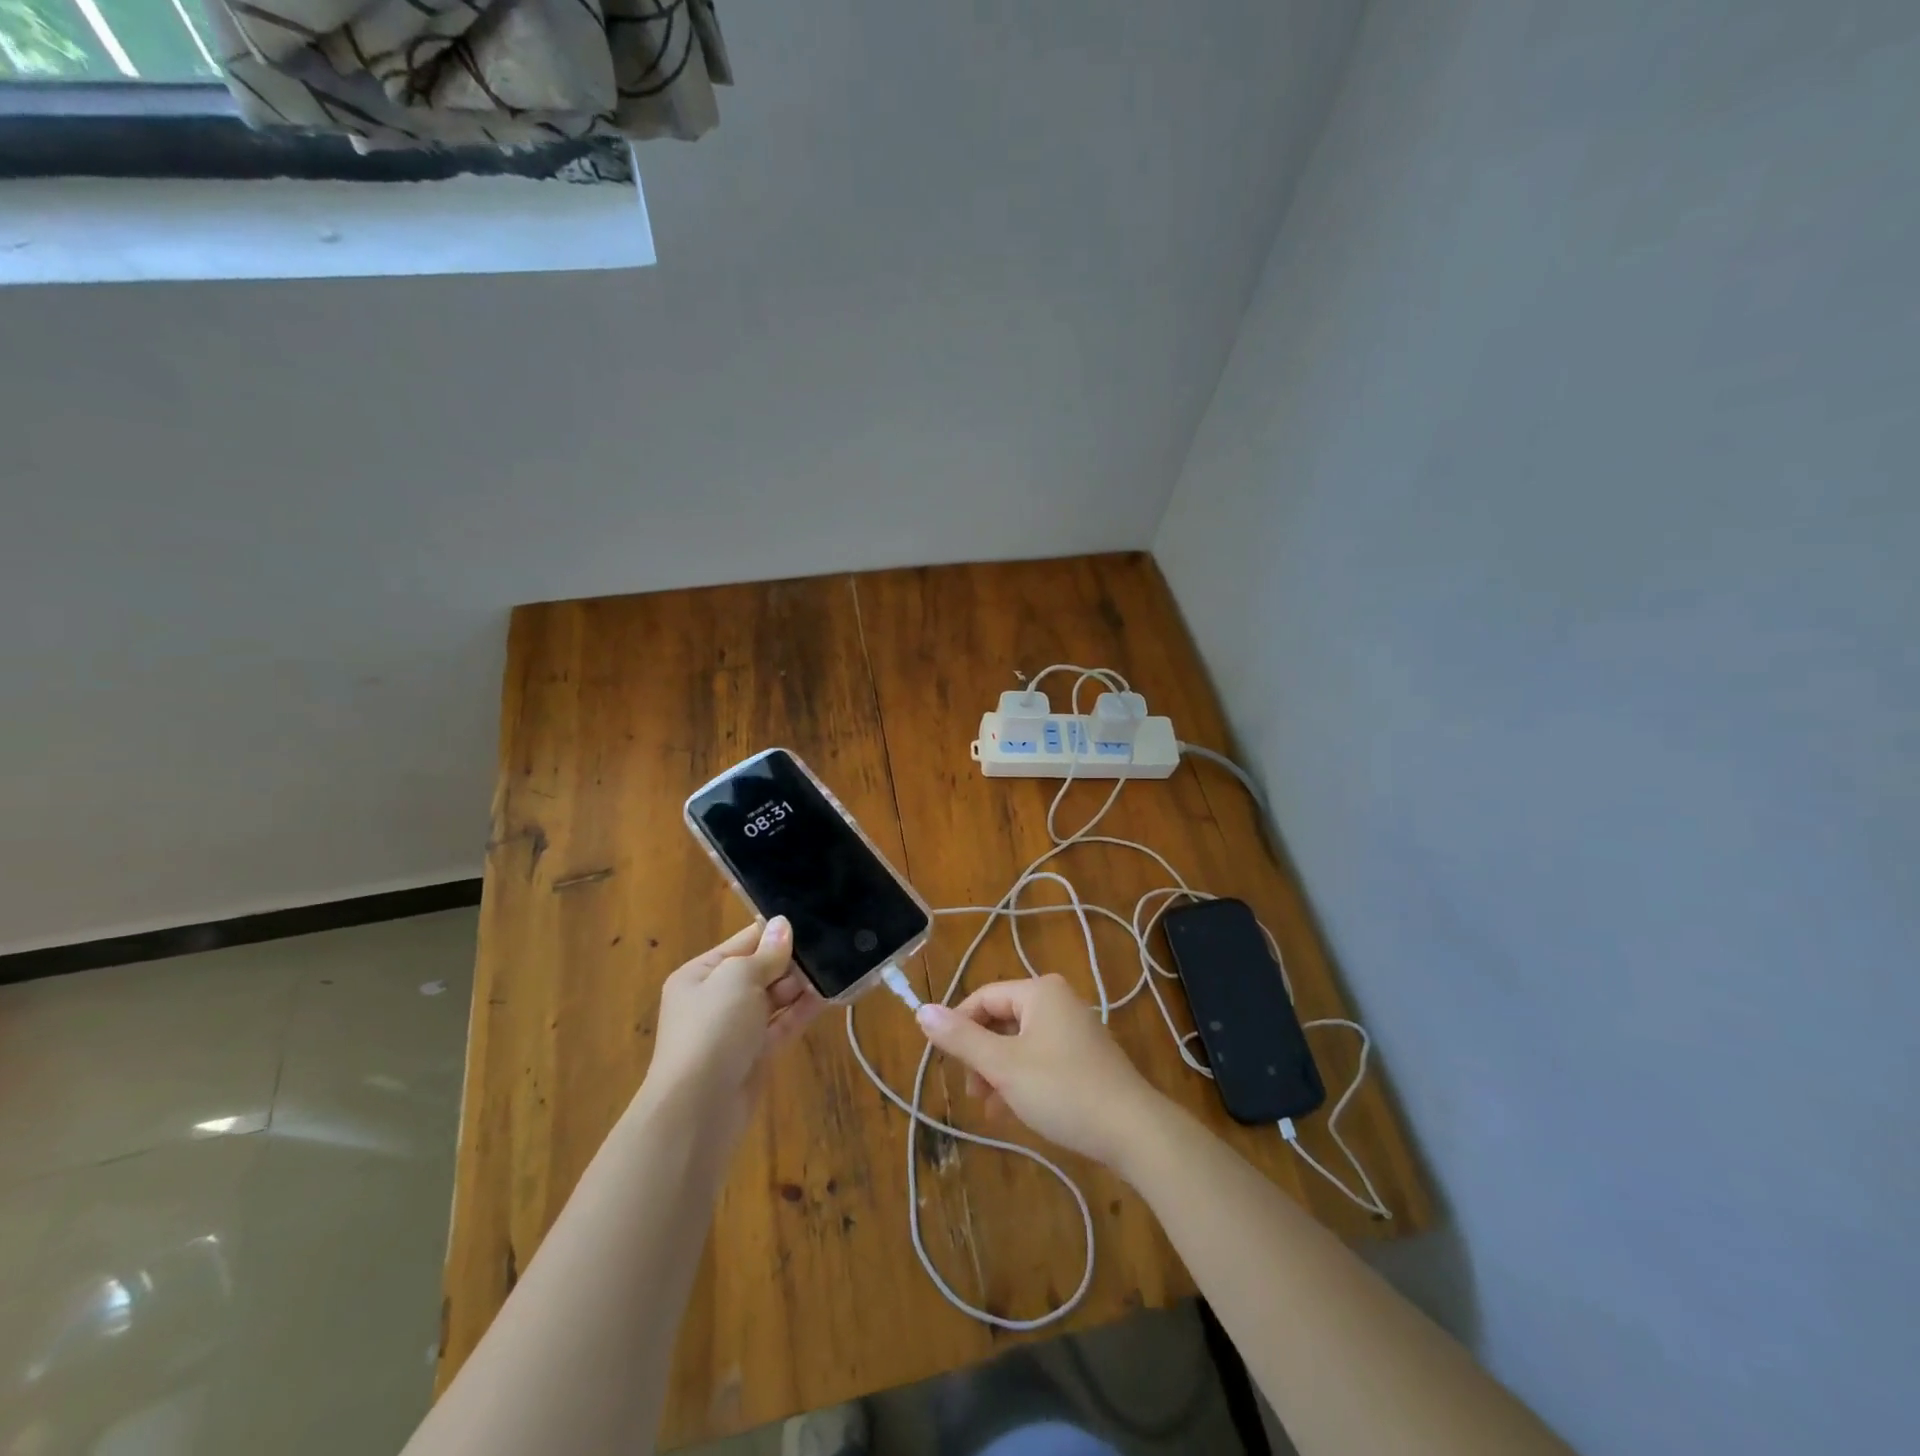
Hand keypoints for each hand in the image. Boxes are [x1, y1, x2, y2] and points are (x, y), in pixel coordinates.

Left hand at [638, 917, 826, 1141]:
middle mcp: (716, 999)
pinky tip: (827, 996)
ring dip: (800, 986)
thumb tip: (783, 924)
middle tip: (828, 948)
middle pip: (761, 970)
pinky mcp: (755, 1055)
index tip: (811, 922)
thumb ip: (766, 953)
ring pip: (774, 998)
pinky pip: (782, 1024)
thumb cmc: (713, 1029)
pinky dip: (802, 1012)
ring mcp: (736, 1029)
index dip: (775, 933)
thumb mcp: (738, 979)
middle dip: (791, 961)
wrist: (698, 1108)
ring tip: (834, 968)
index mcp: (701, 974)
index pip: (744, 942)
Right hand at [914, 975, 1168, 1167]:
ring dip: (997, 1071)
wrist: (1132, 1130)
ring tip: (988, 1107)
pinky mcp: (1084, 1057)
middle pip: (1001, 1019)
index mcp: (1039, 992)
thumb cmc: (1062, 1090)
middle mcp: (1057, 1001)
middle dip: (980, 1055)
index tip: (946, 1063)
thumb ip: (961, 1039)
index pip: (983, 998)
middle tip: (971, 1091)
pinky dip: (1020, 1079)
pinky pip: (1039, 1058)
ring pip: (1019, 1043)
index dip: (958, 1027)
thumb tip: (921, 1010)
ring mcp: (1074, 1029)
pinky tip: (1010, 1111)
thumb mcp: (1003, 1066)